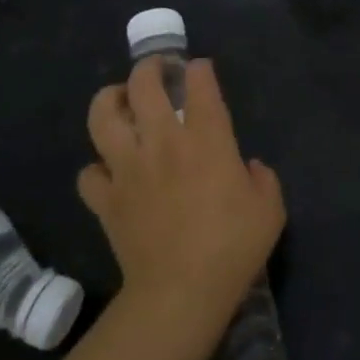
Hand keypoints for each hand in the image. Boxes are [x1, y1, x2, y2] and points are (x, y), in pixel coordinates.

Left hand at [78, 57, 284, 330]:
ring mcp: (128, 169)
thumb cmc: (233, 247)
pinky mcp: (106, 199)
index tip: (200, 70)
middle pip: (143, 86)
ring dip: (110, 100)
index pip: (199, 85)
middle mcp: (163, 142)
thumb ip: (263, 178)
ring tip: (119, 101)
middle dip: (149, 68)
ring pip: (103, 116)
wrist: (181, 291)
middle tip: (157, 71)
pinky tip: (109, 171)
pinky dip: (97, 169)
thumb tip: (247, 167)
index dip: (199, 70)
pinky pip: (88, 173)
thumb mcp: (270, 209)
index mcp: (206, 140)